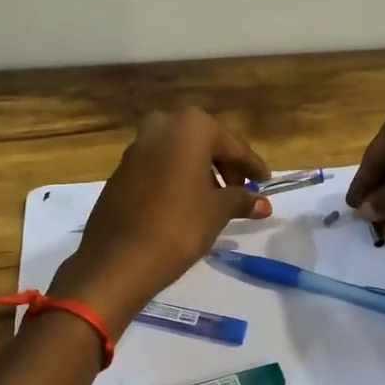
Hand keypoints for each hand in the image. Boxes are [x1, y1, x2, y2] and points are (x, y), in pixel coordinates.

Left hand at [51, 107, 271, 328]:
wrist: (118, 259)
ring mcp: (136, 146)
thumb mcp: (217, 211)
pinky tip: (186, 203)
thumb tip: (262, 203)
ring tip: (216, 200)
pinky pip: (159, 166)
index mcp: (189, 126)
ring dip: (200, 170)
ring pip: (179, 153)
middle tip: (241, 189)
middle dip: (224, 164)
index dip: (252, 165)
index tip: (266, 181)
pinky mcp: (121, 170)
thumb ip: (241, 199)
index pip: (231, 144)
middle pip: (203, 142)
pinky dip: (177, 177)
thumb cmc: (178, 226)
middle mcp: (161, 126)